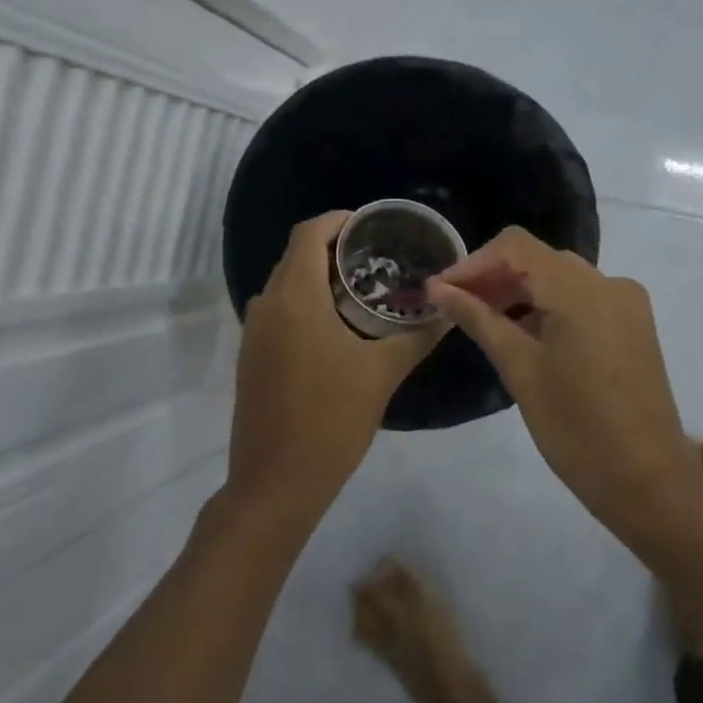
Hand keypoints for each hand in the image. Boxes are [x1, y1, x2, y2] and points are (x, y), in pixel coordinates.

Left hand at [228, 211, 446, 517]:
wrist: (276, 482)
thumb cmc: (331, 419)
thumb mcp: (382, 373)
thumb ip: (417, 335)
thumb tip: (450, 310)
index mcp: (295, 298)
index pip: (309, 233)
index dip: (338, 220)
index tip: (371, 226)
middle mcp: (267, 305)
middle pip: (296, 255)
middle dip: (334, 248)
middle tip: (377, 257)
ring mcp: (254, 333)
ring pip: (286, 284)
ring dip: (319, 277)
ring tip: (363, 289)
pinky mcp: (252, 357)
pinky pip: (278, 311)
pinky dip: (306, 303)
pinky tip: (338, 327)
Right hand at [426, 227, 686, 537]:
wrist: (648, 479)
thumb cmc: (575, 426)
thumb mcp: (519, 368)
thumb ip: (478, 318)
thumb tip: (438, 288)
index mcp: (580, 288)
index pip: (515, 247)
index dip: (473, 263)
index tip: (442, 291)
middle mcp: (608, 282)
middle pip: (539, 260)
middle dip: (494, 278)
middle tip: (456, 308)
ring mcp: (626, 303)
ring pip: (561, 279)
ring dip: (520, 293)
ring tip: (484, 323)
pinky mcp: (633, 325)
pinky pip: (583, 299)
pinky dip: (549, 308)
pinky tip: (525, 336)